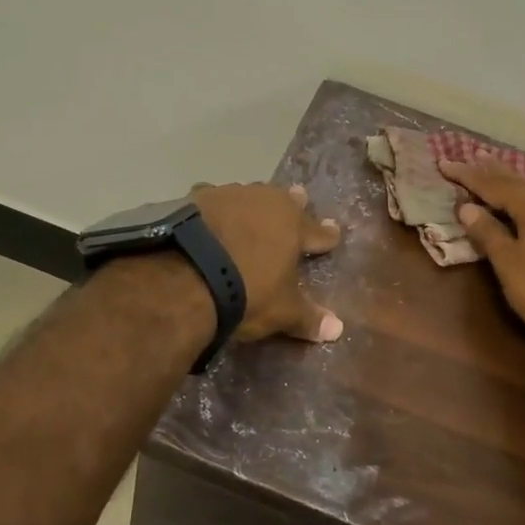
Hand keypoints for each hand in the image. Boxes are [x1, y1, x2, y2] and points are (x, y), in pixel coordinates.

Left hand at [193, 182, 343, 342]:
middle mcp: (266, 201)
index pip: (318, 231)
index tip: (335, 230)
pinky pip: (212, 198)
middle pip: (285, 201)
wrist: (186, 274)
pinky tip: (210, 208)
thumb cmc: (247, 292)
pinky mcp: (196, 198)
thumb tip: (338, 329)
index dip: (327, 235)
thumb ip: (308, 318)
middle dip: (294, 202)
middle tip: (300, 195)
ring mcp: (230, 195)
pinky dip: (215, 206)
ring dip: (253, 202)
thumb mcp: (282, 311)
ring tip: (254, 202)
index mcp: (294, 225)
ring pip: (250, 195)